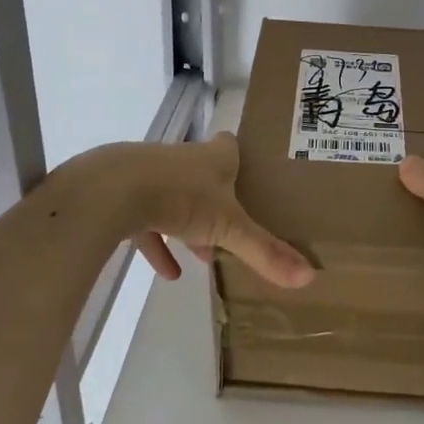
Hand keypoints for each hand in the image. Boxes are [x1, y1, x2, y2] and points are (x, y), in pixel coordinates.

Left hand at [107, 132, 313, 287]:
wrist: (113, 190)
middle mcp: (183, 159)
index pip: (230, 147)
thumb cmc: (182, 197)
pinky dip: (157, 244)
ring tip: (201, 256)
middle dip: (216, 199)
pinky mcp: (124, 195)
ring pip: (174, 197)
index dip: (239, 159)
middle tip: (231, 225)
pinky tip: (167, 272)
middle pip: (203, 175)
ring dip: (187, 225)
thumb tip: (309, 276)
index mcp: (214, 157)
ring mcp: (151, 174)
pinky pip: (146, 221)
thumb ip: (265, 252)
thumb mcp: (230, 228)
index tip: (248, 175)